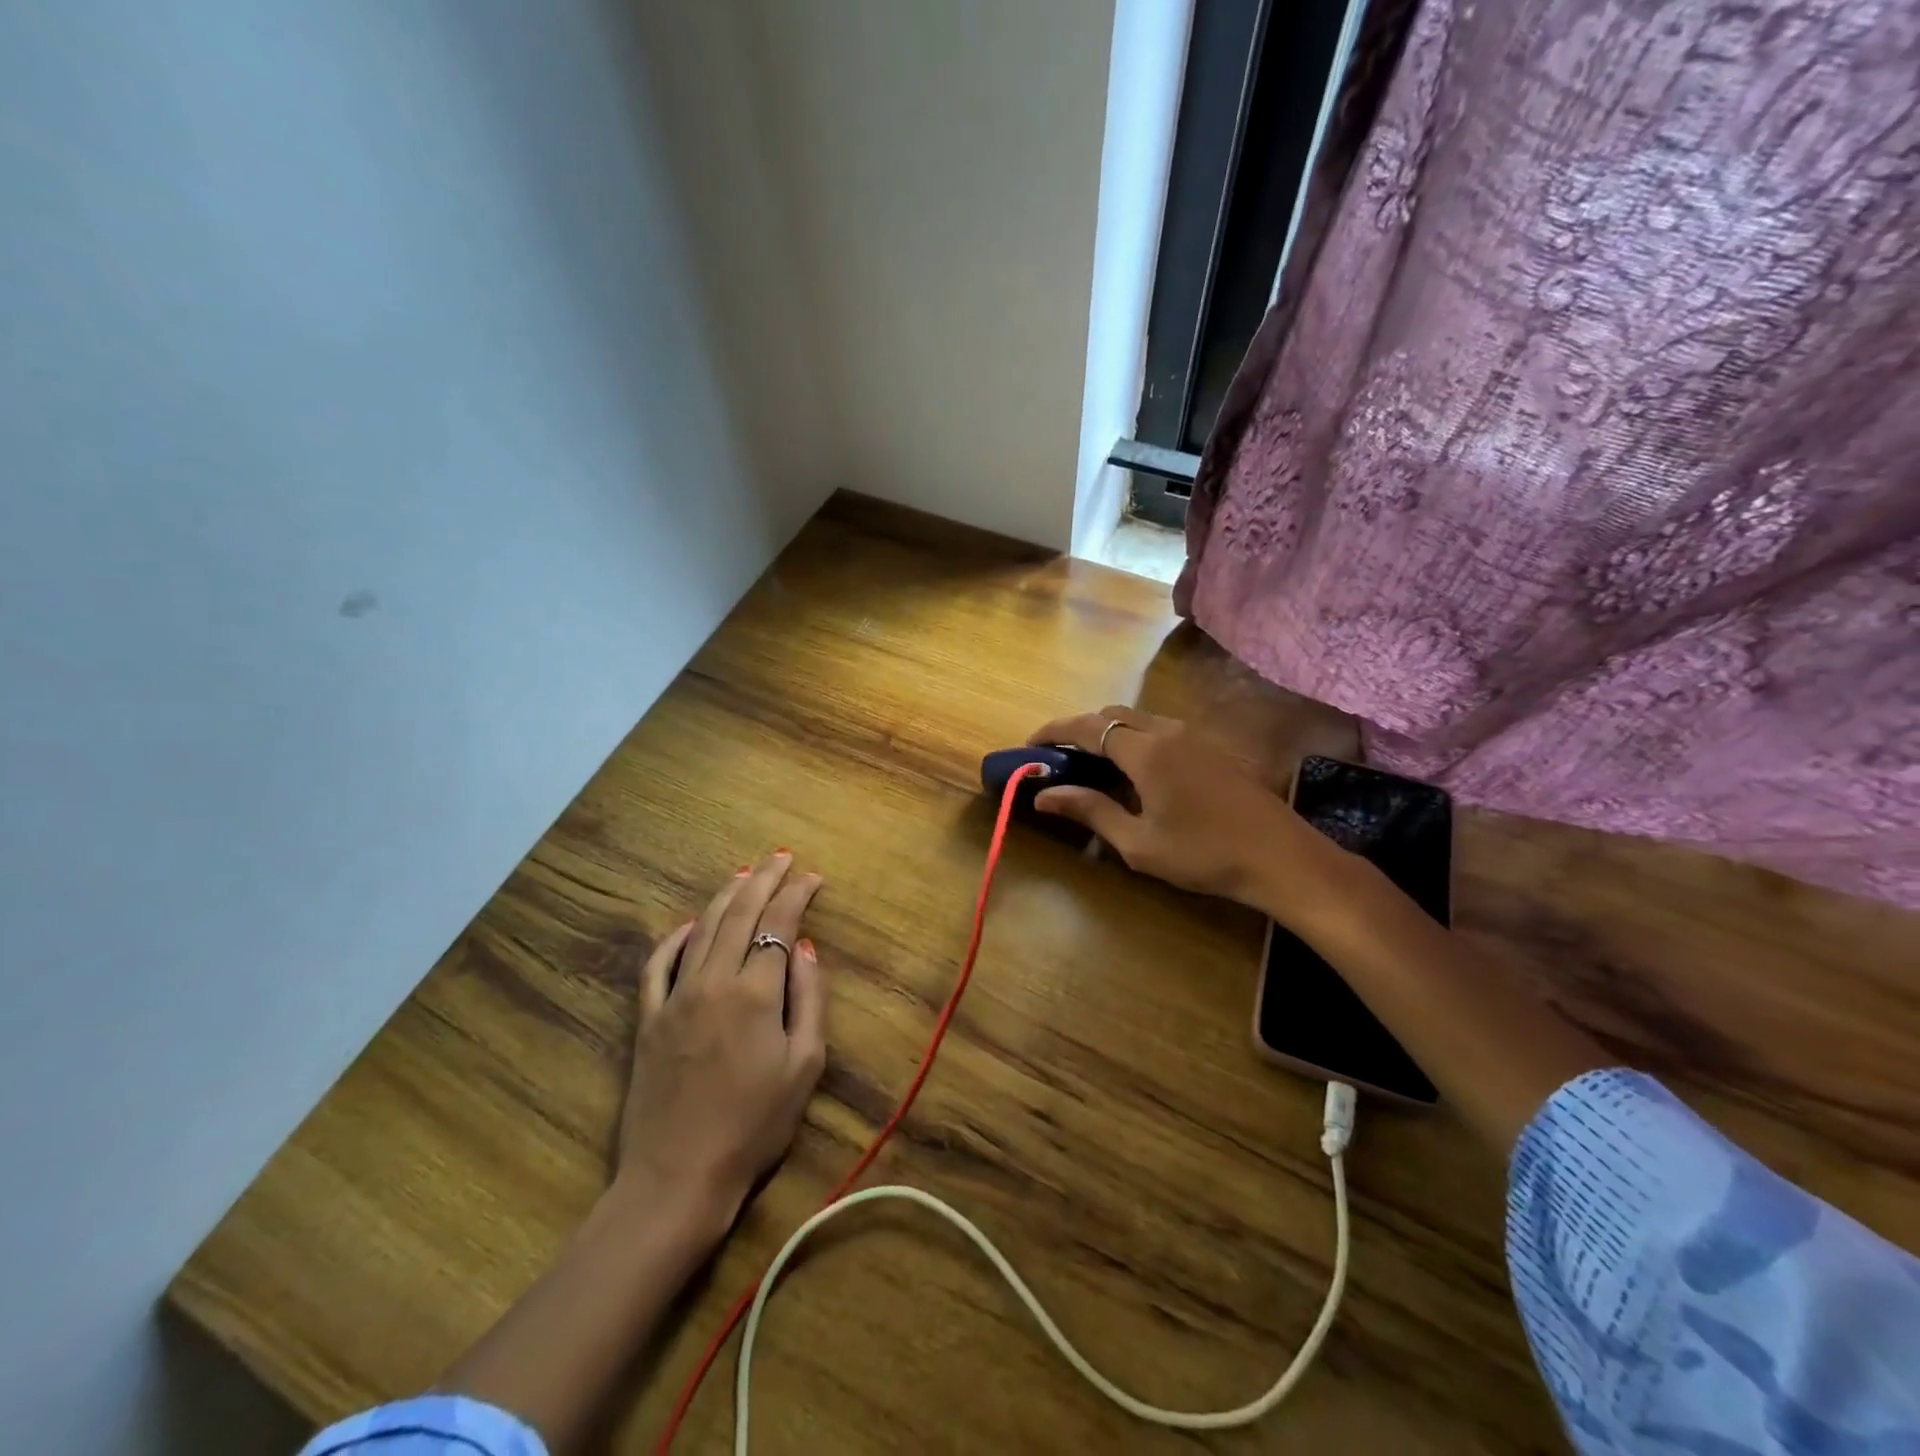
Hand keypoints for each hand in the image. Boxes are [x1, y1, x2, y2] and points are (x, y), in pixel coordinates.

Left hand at [617, 852, 827, 1229]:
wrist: (678, 1178)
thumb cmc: (754, 1127)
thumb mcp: (804, 1066)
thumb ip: (809, 1000)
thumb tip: (805, 949)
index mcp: (755, 992)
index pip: (779, 924)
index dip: (797, 894)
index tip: (813, 876)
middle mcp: (713, 981)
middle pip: (741, 914)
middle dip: (764, 880)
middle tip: (781, 857)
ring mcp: (675, 997)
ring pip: (703, 929)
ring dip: (726, 896)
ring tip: (745, 873)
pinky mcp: (649, 1018)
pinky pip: (659, 964)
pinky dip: (676, 937)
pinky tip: (691, 925)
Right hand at [1028, 706, 1347, 915]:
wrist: (1280, 857)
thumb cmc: (1203, 854)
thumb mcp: (1138, 842)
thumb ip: (1090, 811)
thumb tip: (1043, 795)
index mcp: (1145, 751)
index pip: (1087, 727)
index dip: (1053, 731)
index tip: (1029, 744)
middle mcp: (1167, 731)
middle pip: (1112, 714)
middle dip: (1080, 729)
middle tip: (1060, 758)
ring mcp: (1194, 736)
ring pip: (1139, 719)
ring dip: (1110, 733)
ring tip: (1093, 766)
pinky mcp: (1211, 747)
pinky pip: (1161, 730)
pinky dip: (1135, 739)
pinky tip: (1136, 773)